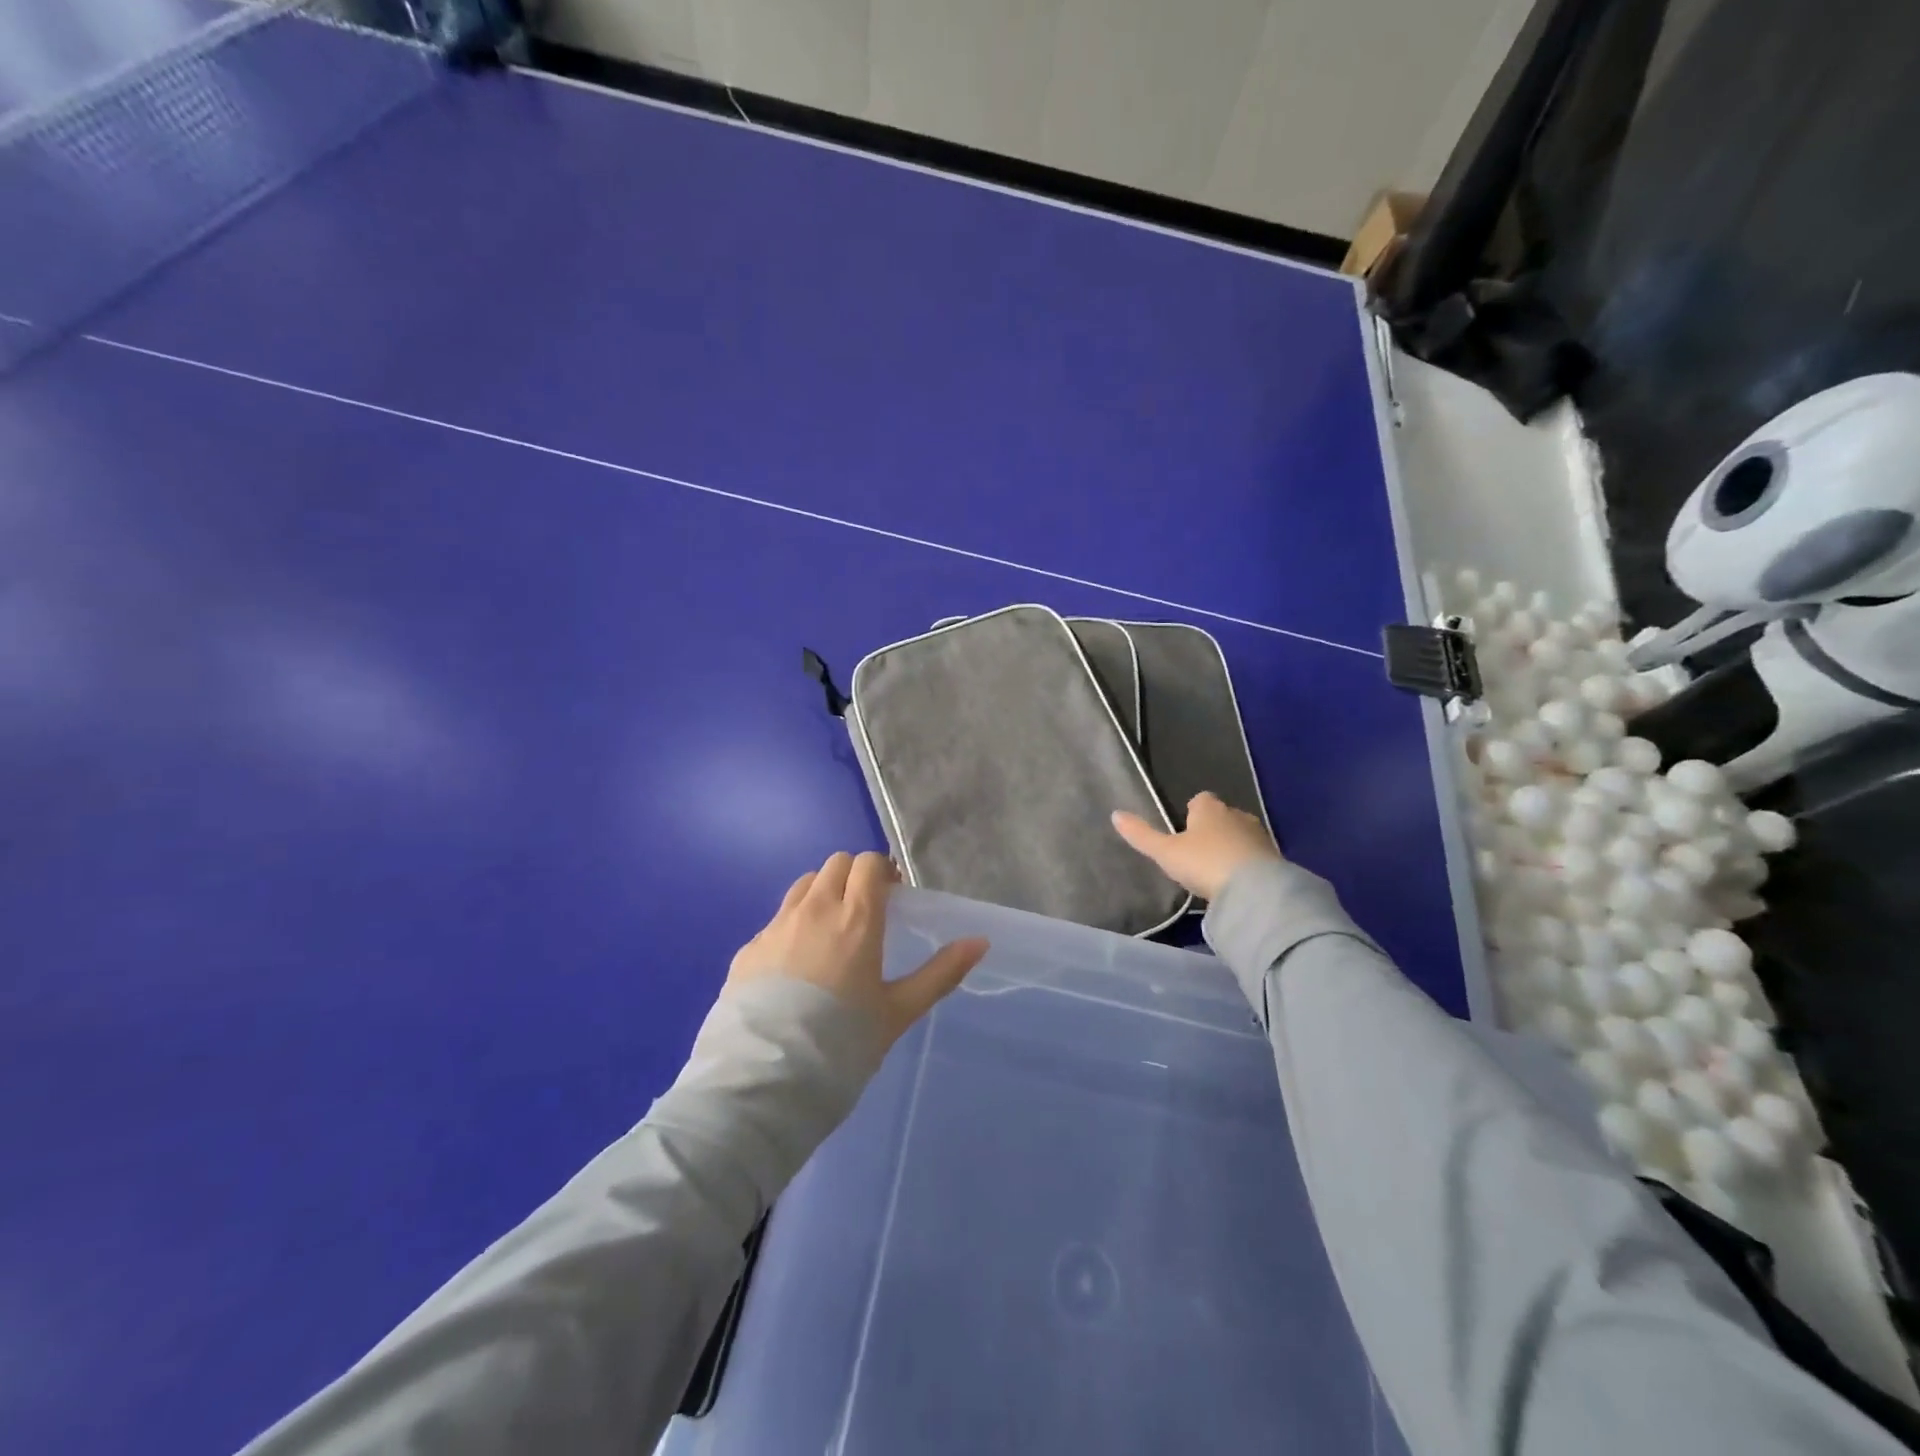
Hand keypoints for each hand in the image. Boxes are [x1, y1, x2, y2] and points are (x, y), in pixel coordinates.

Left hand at [728, 851, 989, 1048]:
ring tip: (831, 932)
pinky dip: (794, 925)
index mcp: (855, 918)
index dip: (883, 872)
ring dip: (822, 893)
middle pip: (835, 864)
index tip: (892, 897)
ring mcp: (776, 926)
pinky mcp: (748, 948)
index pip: (868, 863)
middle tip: (866, 911)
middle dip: (854, 877)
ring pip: (803, 885)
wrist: (763, 1081)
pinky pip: (777, 919)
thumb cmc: (842, 1044)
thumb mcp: (899, 1011)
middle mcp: (813, 910)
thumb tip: (980, 941)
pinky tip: (796, 967)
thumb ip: (941, 972)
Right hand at [1111, 792, 1280, 901]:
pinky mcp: (1275, 858)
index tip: (1185, 829)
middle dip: (1213, 829)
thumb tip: (1115, 814)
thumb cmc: (1204, 862)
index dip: (1192, 811)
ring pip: (1241, 835)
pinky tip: (1238, 881)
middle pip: (1223, 816)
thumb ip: (1141, 835)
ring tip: (1218, 869)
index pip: (1200, 800)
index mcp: (1209, 808)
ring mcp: (1259, 835)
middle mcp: (1237, 815)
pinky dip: (1247, 863)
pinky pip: (1256, 855)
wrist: (1255, 889)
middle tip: (1199, 852)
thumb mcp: (1165, 852)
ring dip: (1232, 846)